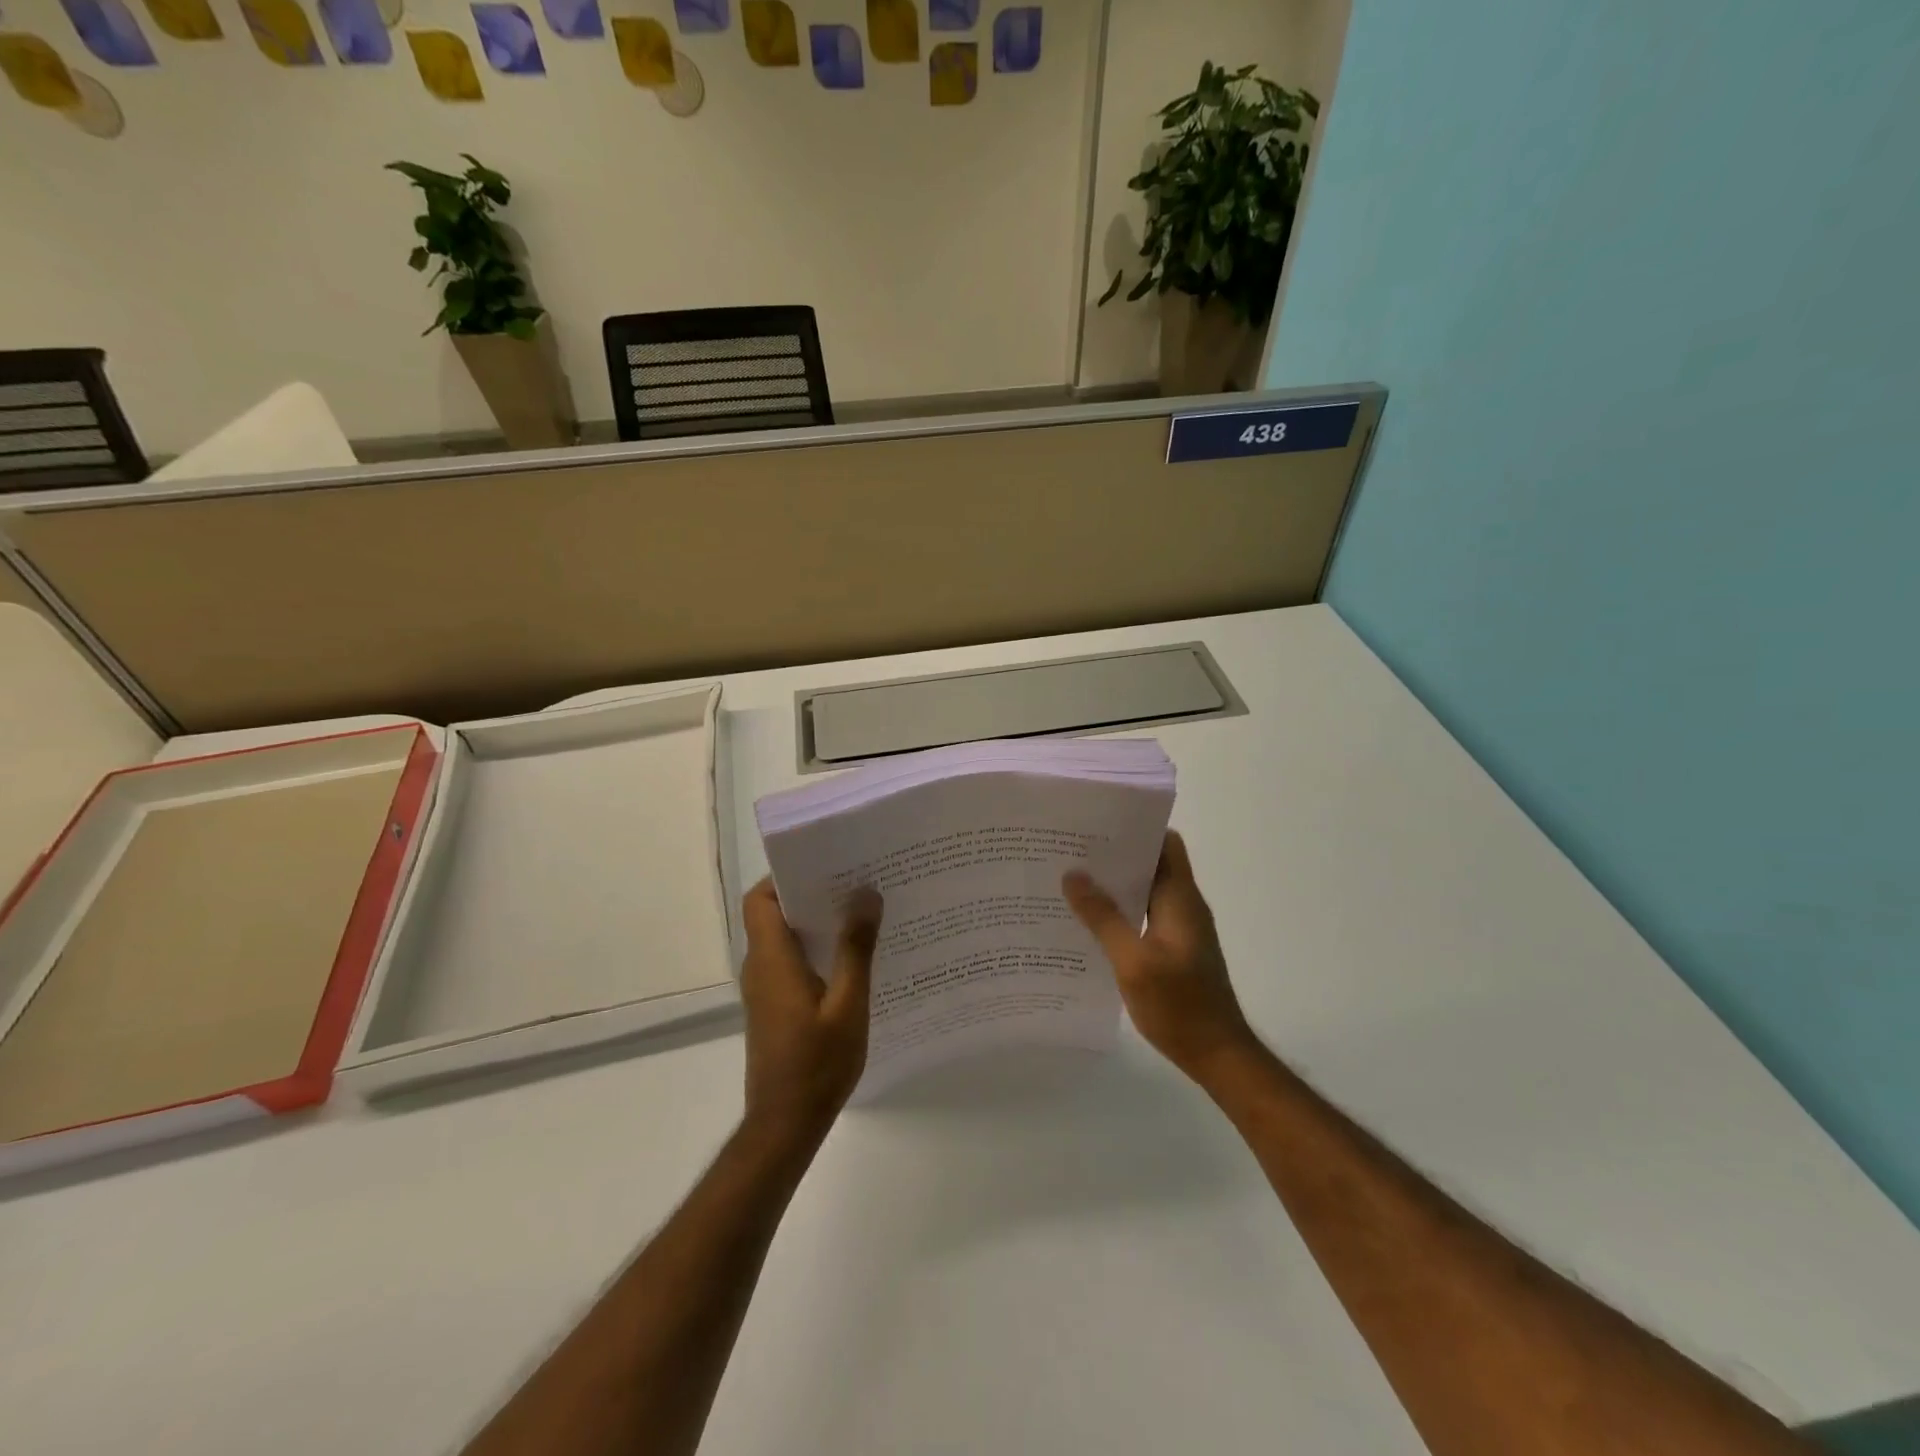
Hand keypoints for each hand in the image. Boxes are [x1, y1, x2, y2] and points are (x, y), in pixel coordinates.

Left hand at [739, 879, 882, 1145]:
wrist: (785, 1125)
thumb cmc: (817, 1064)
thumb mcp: (847, 1005)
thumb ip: (856, 949)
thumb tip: (865, 894)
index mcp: (772, 960)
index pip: (759, 899)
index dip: (784, 876)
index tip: (825, 864)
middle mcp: (761, 967)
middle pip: (774, 913)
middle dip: (811, 893)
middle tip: (856, 882)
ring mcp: (765, 989)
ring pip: (784, 938)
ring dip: (817, 922)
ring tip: (862, 912)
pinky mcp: (774, 1006)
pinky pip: (791, 961)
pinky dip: (816, 948)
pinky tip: (854, 956)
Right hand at [1063, 831, 1256, 1082]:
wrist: (1218, 1055)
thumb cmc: (1179, 1005)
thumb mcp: (1133, 962)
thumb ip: (1103, 917)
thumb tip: (1073, 875)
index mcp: (1180, 898)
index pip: (1165, 843)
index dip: (1136, 828)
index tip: (1097, 824)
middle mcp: (1183, 905)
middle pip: (1152, 864)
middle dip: (1115, 855)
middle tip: (1071, 851)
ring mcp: (1181, 929)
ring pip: (1146, 891)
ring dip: (1115, 885)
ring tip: (1071, 881)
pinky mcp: (1174, 950)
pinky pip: (1144, 916)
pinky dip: (1120, 912)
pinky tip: (1088, 923)